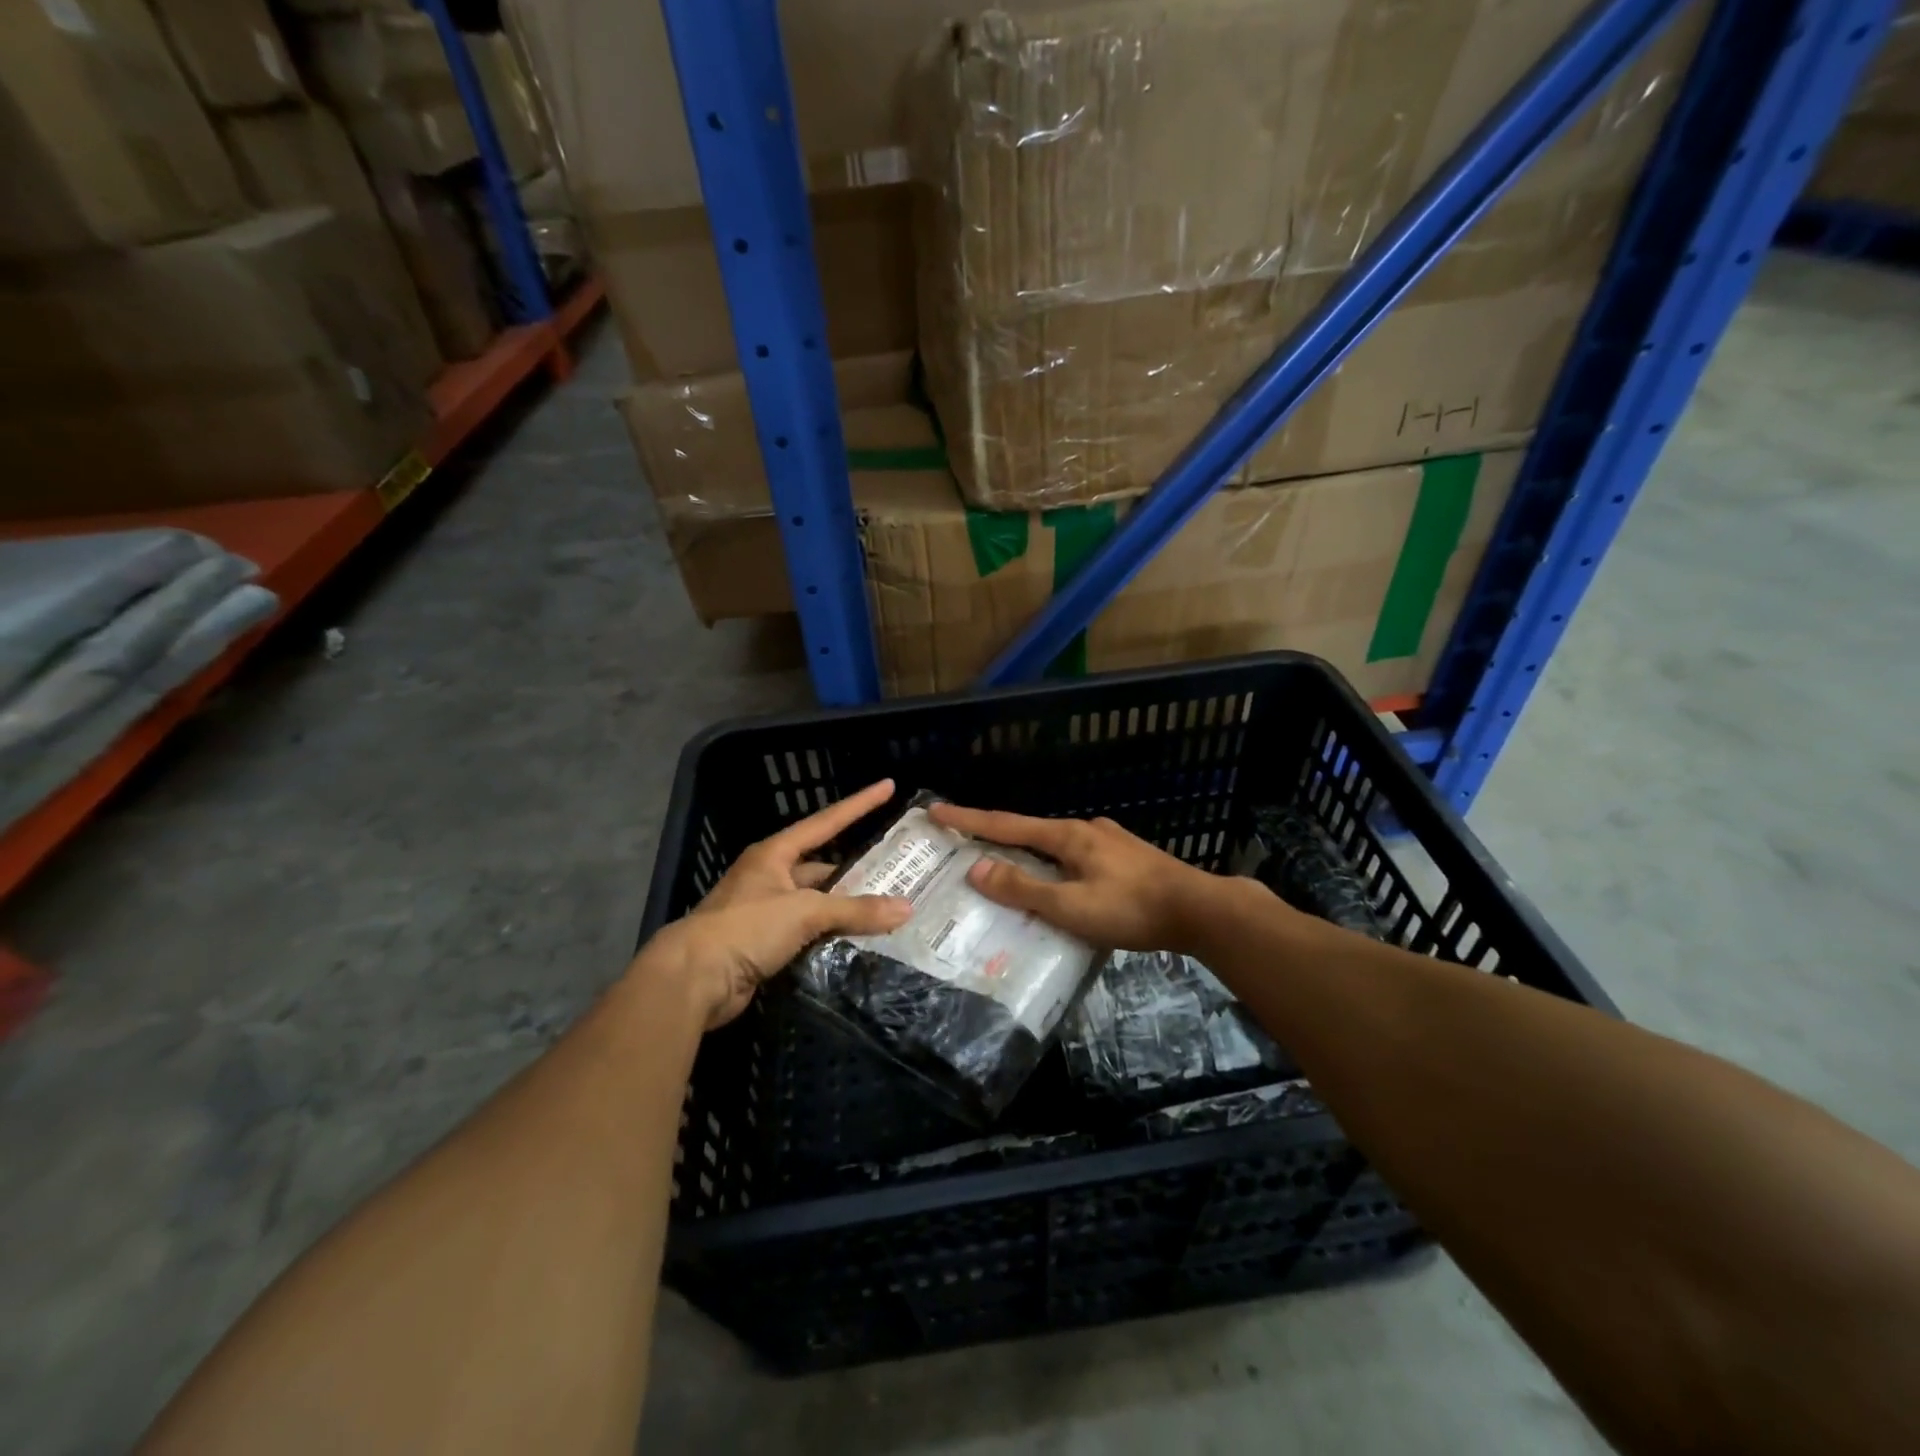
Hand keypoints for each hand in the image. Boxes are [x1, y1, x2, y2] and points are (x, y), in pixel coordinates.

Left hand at [641, 779, 911, 1029]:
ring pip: (817, 904)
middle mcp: (770, 877)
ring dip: (846, 909)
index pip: (826, 822)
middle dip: (858, 871)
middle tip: (899, 870)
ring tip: (888, 908)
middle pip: (824, 868)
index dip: (859, 804)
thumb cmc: (746, 927)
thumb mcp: (804, 912)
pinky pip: (809, 933)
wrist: (693, 979)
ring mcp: (766, 911)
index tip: (888, 786)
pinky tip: (860, 940)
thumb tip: (906, 909)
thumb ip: (856, 910)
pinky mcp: (765, 944)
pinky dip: (832, 936)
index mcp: (775, 854)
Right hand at [927, 803, 1218, 953]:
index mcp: (1068, 836)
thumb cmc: (1132, 909)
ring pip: (1055, 844)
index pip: (1006, 824)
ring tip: (1008, 868)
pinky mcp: (1125, 858)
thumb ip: (1024, 888)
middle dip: (995, 835)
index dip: (969, 820)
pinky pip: (1075, 856)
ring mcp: (1108, 841)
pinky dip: (1053, 864)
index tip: (936, 810)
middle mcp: (1085, 829)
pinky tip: (1059, 882)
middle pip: (1029, 830)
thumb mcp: (1071, 906)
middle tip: (965, 843)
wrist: (1201, 910)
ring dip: (1027, 852)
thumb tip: (976, 868)